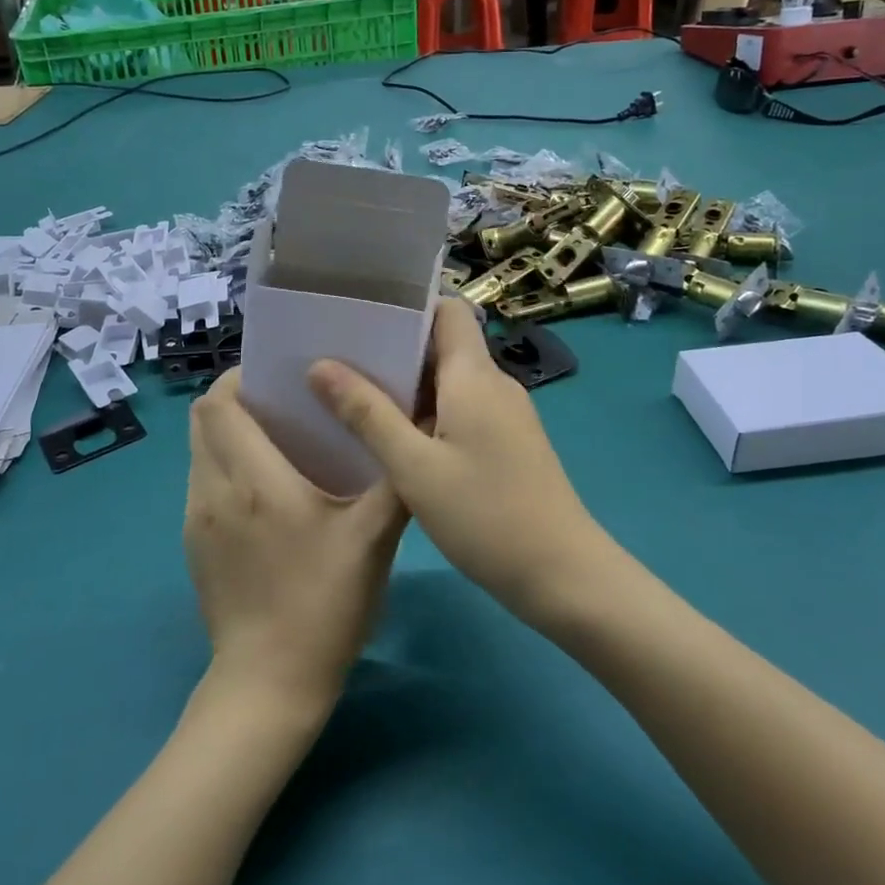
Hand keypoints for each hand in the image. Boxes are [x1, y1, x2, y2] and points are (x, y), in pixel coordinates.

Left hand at [185, 370, 407, 709]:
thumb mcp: (374, 540)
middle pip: (203, 420)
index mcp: (254, 480)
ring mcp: (195, 519)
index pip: (219, 404)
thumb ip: (395, 480)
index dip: (241, 378)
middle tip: (282, 404)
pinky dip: (224, 467)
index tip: (279, 377)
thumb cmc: (324, 605)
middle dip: (236, 401)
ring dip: (228, 434)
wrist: (269, 686)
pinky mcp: (192, 545)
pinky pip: (201, 483)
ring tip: (275, 442)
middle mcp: (213, 490)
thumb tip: (414, 427)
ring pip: (199, 451)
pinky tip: (263, 491)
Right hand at [307, 299, 609, 621]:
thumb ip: (367, 414)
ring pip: (451, 383)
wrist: (563, 575)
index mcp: (474, 376)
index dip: (409, 308)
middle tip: (341, 363)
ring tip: (356, 400)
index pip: (448, 311)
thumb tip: (320, 366)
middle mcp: (495, 384)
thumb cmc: (485, 515)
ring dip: (408, 388)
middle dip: (395, 351)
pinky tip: (396, 442)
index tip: (363, 320)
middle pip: (444, 346)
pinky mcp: (509, 444)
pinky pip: (463, 411)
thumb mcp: (413, 467)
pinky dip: (429, 415)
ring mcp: (506, 416)